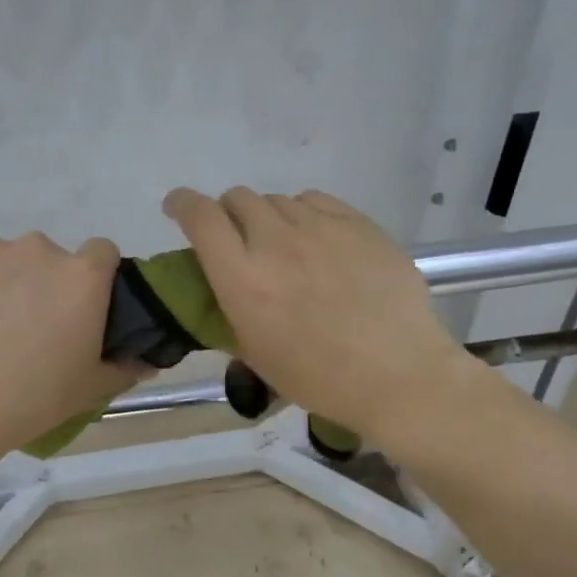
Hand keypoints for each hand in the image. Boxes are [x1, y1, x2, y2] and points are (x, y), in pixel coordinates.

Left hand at [0, 233, 147, 469]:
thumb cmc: (27, 401)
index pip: (102, 252)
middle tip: (24, 328)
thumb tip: (147, 361)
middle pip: (46, 257)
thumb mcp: (87, 391)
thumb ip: (124, 367)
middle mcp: (36, 249)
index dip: (94, 277)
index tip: (80, 307)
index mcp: (80, 276)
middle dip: (40, 284)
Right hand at [163, 187, 473, 445]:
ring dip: (269, 218)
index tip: (178, 208)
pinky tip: (318, 240)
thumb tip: (221, 285)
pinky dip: (305, 214)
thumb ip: (229, 309)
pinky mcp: (359, 223)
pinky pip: (317, 201)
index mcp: (244, 279)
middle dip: (228, 214)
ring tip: (286, 247)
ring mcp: (321, 228)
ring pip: (278, 199)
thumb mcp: (256, 354)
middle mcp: (277, 242)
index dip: (182, 204)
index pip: (201, 217)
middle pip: (238, 198)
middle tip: (240, 240)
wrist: (399, 375)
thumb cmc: (320, 378)